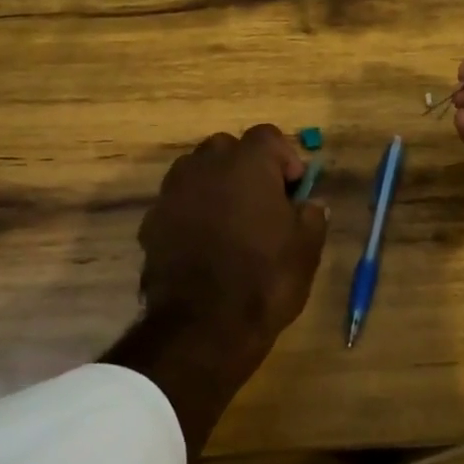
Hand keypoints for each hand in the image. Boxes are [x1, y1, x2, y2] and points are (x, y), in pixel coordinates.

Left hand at [104, 125, 327, 461]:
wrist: (201, 327)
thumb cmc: (264, 279)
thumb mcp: (306, 249)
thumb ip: (311, 215)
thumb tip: (309, 205)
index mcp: (247, 163)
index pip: (268, 136)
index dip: (284, 159)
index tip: (293, 191)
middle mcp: (205, 165)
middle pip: (227, 148)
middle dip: (245, 168)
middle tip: (262, 204)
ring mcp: (173, 191)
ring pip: (197, 172)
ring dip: (215, 187)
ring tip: (230, 224)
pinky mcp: (151, 220)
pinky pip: (177, 203)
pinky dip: (191, 213)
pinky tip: (203, 246)